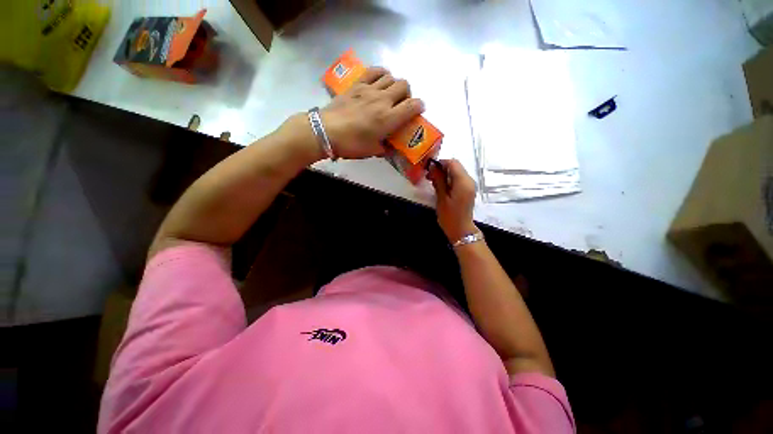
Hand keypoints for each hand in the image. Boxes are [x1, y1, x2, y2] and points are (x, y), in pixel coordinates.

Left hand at [320, 67, 424, 158]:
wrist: (326, 131)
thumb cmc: (351, 144)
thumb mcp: (372, 151)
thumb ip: (385, 147)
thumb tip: (390, 147)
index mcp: (388, 119)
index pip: (413, 106)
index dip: (419, 107)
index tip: (418, 111)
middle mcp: (382, 100)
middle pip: (404, 85)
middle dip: (408, 94)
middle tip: (401, 104)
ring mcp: (369, 89)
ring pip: (391, 76)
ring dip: (394, 84)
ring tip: (390, 94)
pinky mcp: (357, 84)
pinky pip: (374, 71)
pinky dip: (381, 73)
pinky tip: (380, 80)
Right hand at [427, 159, 478, 242]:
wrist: (461, 230)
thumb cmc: (449, 216)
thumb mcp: (441, 198)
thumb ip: (438, 180)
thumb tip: (433, 167)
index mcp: (463, 182)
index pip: (453, 163)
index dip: (440, 163)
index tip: (429, 169)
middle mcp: (469, 180)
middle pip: (455, 166)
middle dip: (442, 168)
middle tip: (429, 176)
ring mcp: (470, 185)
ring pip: (457, 172)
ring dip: (445, 174)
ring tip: (433, 181)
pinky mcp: (468, 190)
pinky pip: (458, 179)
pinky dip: (449, 179)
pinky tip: (441, 186)